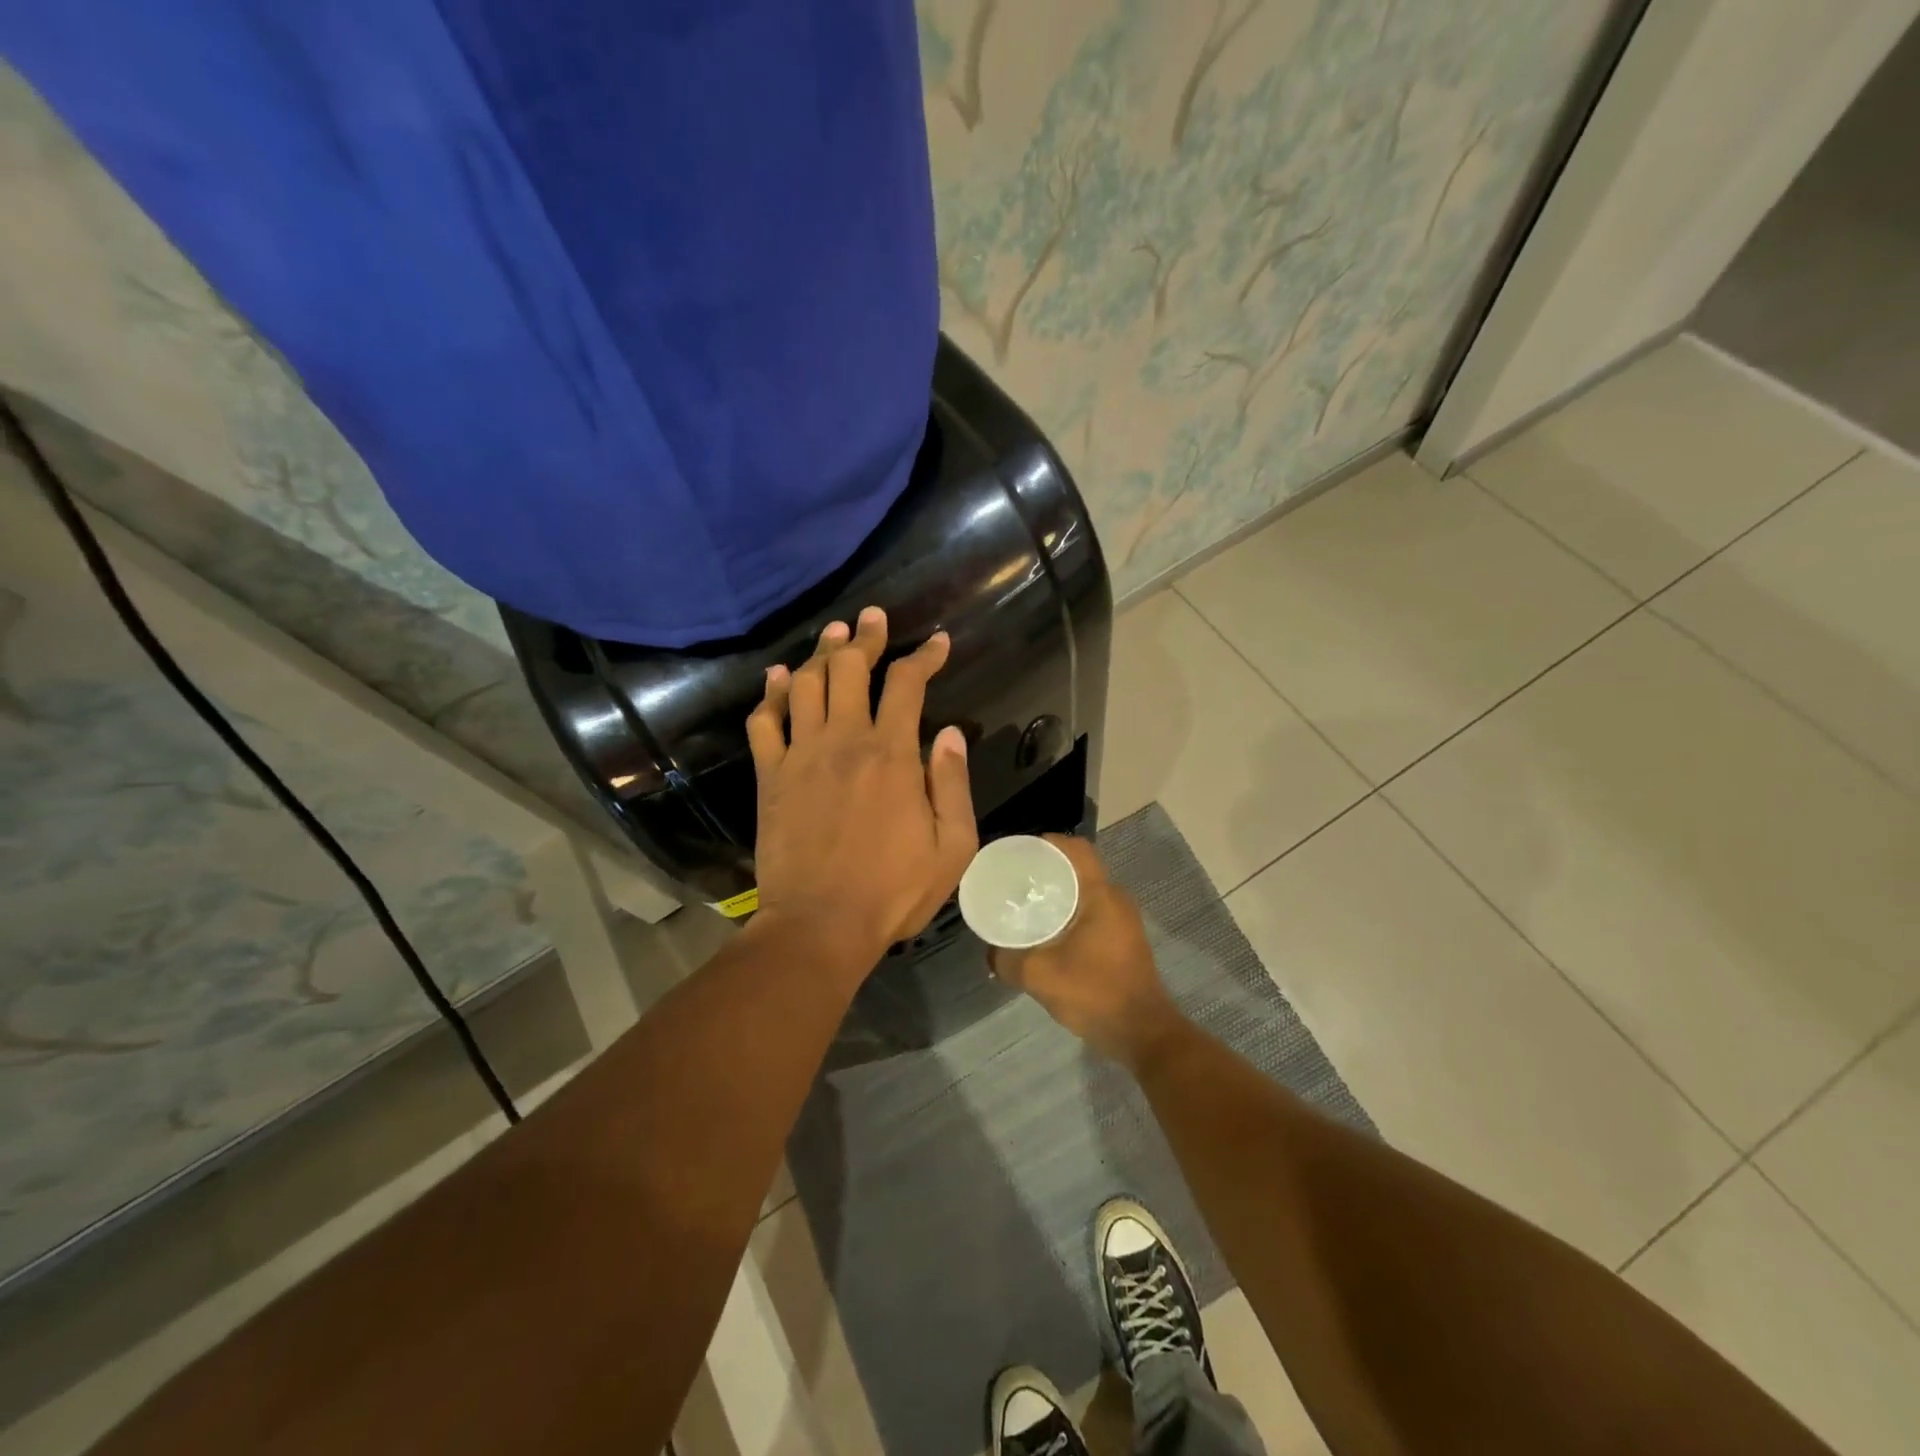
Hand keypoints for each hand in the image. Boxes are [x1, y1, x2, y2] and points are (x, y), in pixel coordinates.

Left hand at [746, 606, 976, 976]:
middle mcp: (844, 741)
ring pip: (807, 684)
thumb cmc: (892, 891)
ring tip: (833, 633)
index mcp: (892, 755)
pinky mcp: (771, 776)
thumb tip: (950, 735)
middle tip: (871, 617)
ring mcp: (801, 755)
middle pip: (850, 669)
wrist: (819, 925)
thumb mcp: (951, 847)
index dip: (924, 656)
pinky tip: (779, 677)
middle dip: (864, 637)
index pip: (908, 684)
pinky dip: (772, 693)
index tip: (937, 642)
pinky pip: (765, 721)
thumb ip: (953, 785)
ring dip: (821, 653)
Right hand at [989, 835, 1182, 1067]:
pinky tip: (1047, 932)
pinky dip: (1069, 912)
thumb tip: (989, 953)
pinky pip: (1092, 911)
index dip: (1047, 843)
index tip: (1019, 853)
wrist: (1142, 1034)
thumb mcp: (1040, 976)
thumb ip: (1008, 960)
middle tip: (1015, 880)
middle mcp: (1116, 899)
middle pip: (1079, 868)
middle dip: (1046, 869)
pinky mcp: (1123, 939)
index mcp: (1101, 895)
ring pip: (1086, 891)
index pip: (1076, 849)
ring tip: (1025, 904)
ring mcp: (1123, 920)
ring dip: (1058, 893)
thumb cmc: (1095, 994)